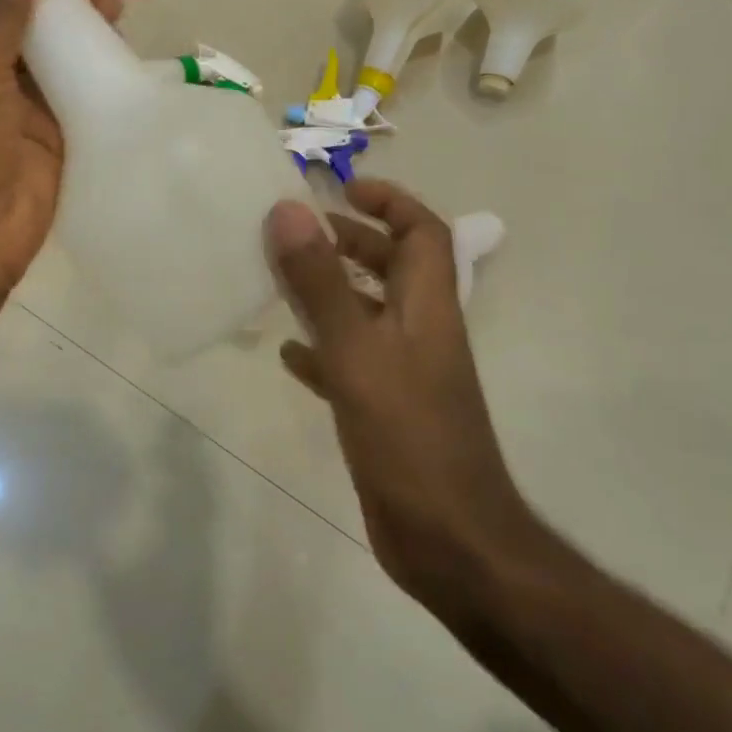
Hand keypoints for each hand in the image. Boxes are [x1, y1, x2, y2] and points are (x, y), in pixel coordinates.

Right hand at [266, 180, 542, 603]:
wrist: (450, 543)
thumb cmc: (409, 438)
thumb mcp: (358, 352)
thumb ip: (322, 282)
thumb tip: (289, 209)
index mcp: (427, 308)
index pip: (423, 232)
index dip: (389, 201)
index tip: (343, 188)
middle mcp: (420, 333)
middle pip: (393, 268)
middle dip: (351, 241)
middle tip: (299, 232)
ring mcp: (404, 374)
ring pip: (367, 313)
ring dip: (330, 291)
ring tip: (281, 280)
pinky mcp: (385, 410)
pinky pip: (350, 361)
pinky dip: (321, 348)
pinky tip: (288, 355)